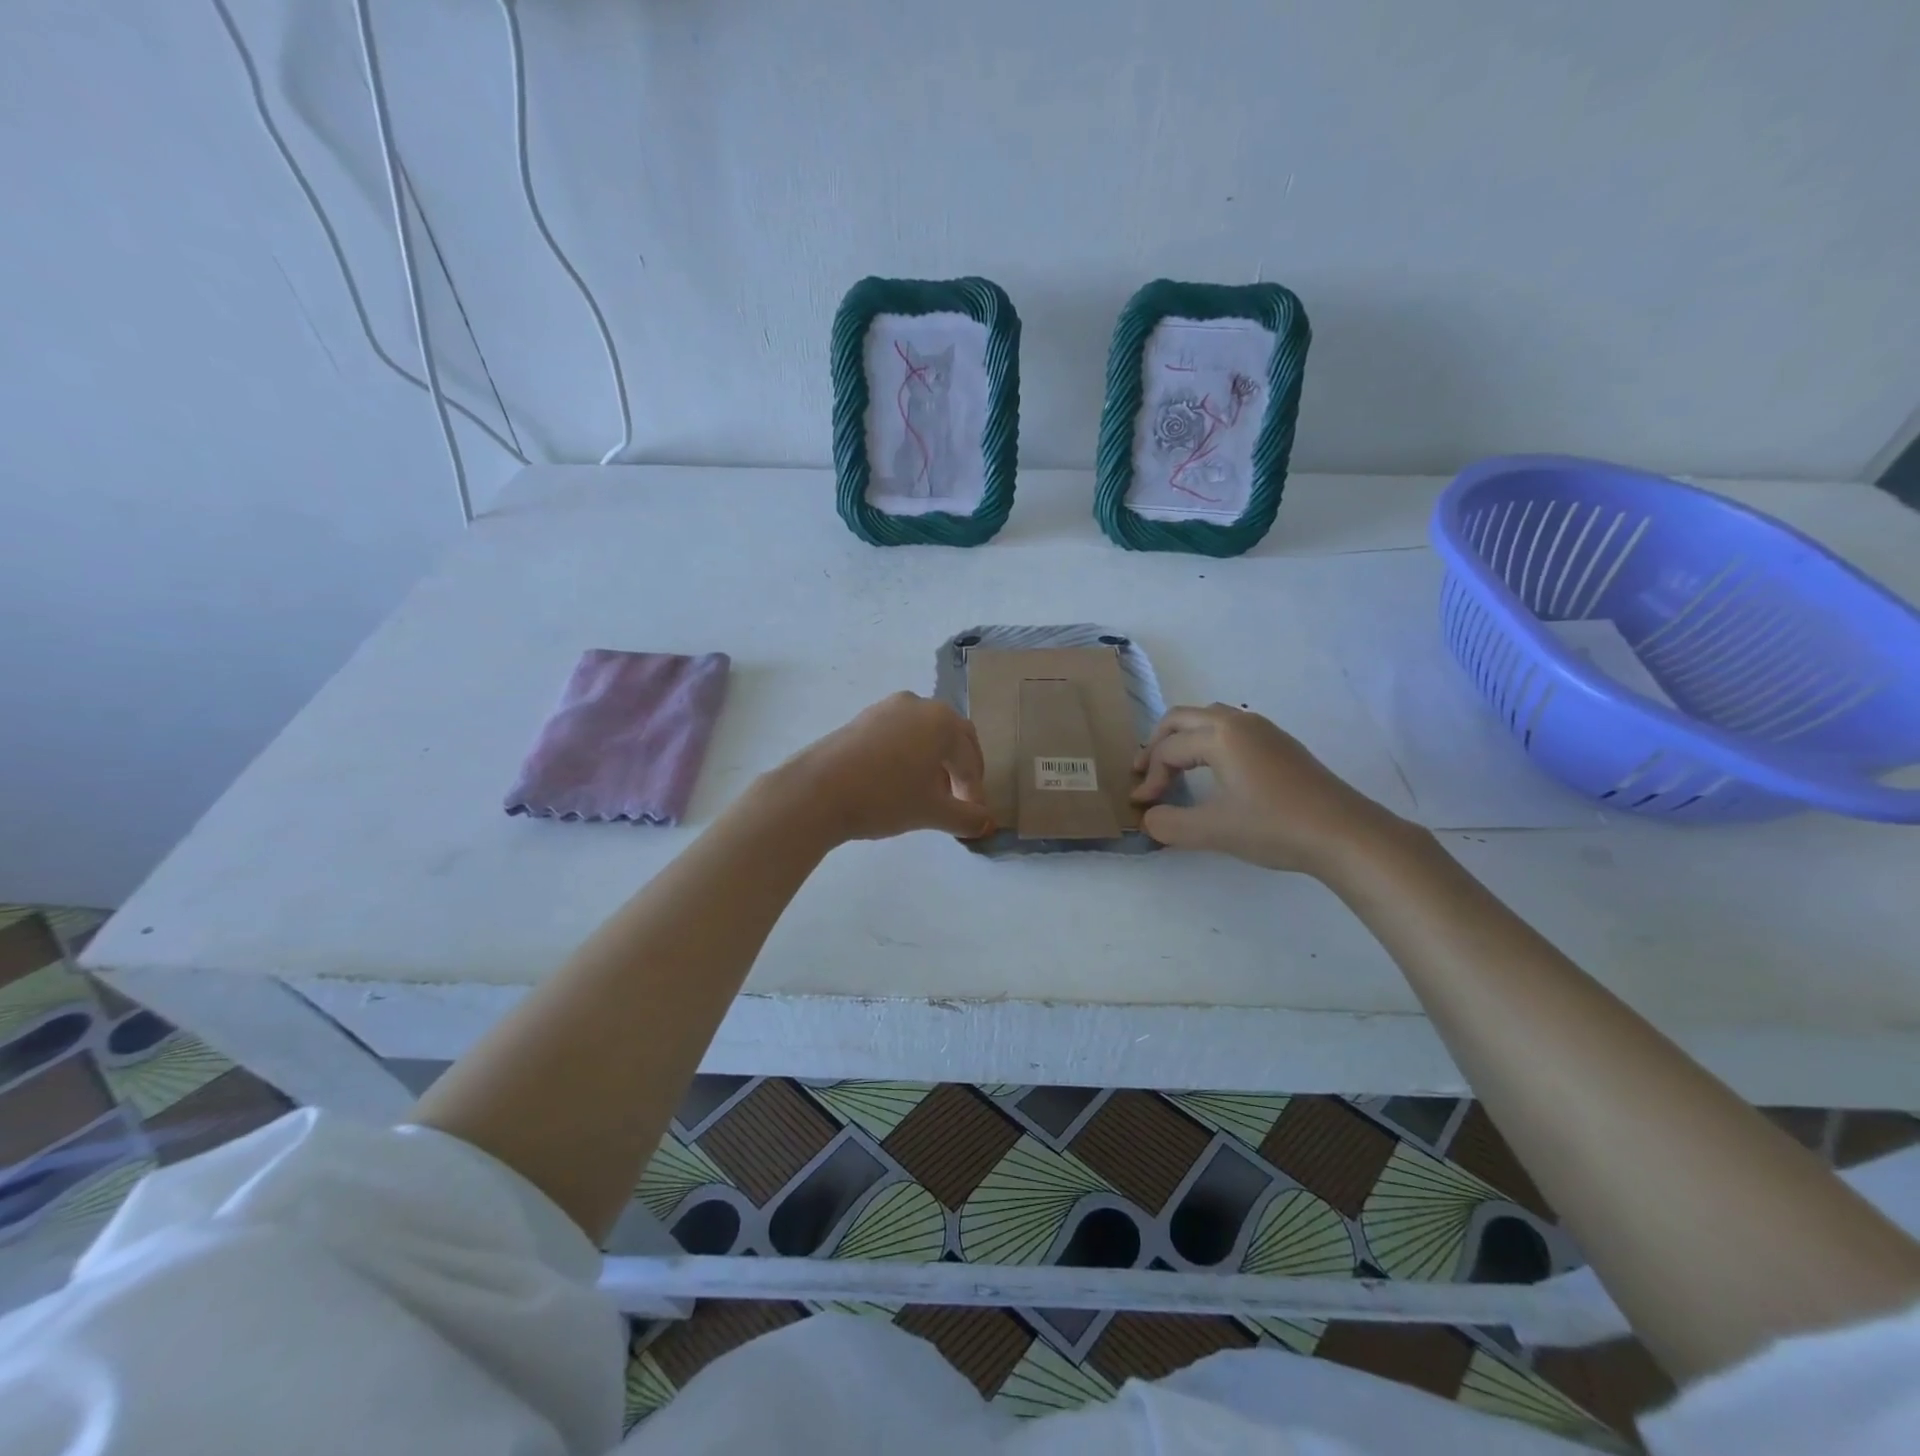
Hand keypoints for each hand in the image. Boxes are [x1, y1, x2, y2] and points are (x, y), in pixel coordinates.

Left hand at [768, 693, 992, 844]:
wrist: (816, 791)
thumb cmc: (885, 796)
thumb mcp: (932, 811)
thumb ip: (965, 817)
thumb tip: (985, 824)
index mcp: (942, 721)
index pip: (970, 758)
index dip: (975, 790)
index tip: (972, 816)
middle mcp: (918, 705)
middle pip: (951, 738)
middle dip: (959, 770)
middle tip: (958, 801)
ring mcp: (886, 708)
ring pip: (923, 735)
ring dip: (933, 763)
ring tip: (927, 795)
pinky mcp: (861, 719)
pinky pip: (898, 735)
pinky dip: (908, 756)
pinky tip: (898, 783)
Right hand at [1131, 703, 1401, 875]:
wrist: (1346, 834)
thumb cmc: (1275, 827)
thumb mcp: (1213, 831)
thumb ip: (1169, 824)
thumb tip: (1149, 818)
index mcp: (1220, 735)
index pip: (1168, 750)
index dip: (1149, 778)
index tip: (1142, 806)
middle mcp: (1239, 722)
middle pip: (1182, 718)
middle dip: (1157, 744)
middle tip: (1144, 774)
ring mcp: (1264, 730)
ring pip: (1208, 719)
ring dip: (1183, 740)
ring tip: (1172, 769)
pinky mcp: (1281, 745)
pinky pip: (1230, 729)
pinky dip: (1207, 743)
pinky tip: (1212, 773)